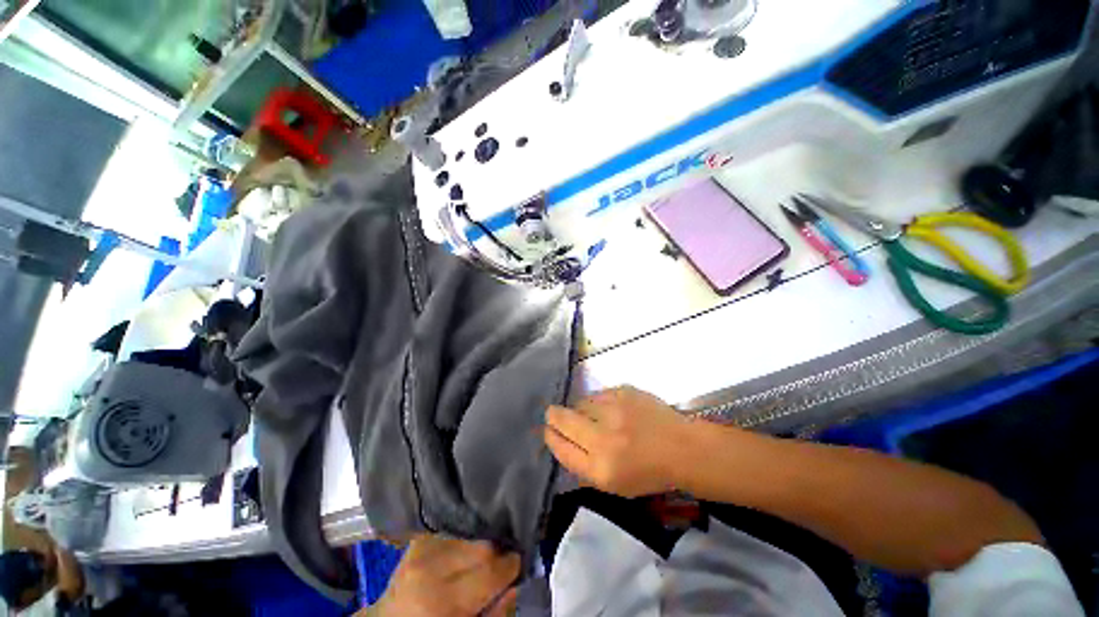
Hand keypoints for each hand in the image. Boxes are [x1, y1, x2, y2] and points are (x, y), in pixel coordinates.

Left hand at [369, 535, 518, 616]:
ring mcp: (422, 547)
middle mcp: (430, 565)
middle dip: (497, 553)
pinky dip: (465, 540)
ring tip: (480, 560)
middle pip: (482, 545)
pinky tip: (465, 551)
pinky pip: (455, 530)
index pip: (491, 568)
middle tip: (502, 564)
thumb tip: (516, 584)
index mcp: (440, 598)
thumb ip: (494, 613)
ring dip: (480, 545)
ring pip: (471, 534)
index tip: (519, 565)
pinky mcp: (420, 538)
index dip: (511, 565)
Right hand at [544, 386, 692, 497]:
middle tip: (552, 414)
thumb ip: (583, 466)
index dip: (551, 437)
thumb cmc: (649, 473)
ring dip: (580, 409)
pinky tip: (611, 409)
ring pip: (580, 403)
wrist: (682, 448)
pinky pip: (598, 394)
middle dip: (554, 416)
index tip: (547, 430)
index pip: (561, 447)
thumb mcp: (613, 484)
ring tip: (593, 415)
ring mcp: (614, 410)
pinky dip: (598, 401)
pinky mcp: (623, 392)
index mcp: (600, 468)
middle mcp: (604, 437)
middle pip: (563, 419)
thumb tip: (560, 442)